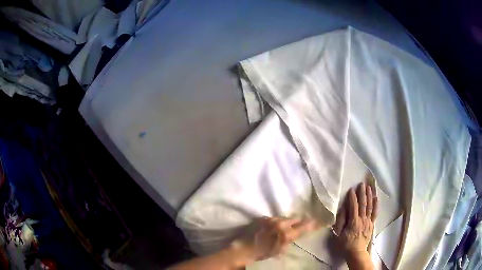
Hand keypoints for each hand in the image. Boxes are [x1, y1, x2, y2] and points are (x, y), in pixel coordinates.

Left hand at [230, 217, 316, 262]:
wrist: (244, 249)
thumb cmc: (263, 253)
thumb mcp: (280, 250)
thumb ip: (290, 240)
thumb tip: (294, 234)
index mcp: (286, 233)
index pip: (303, 227)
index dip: (312, 224)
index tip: (318, 221)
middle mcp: (280, 223)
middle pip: (295, 219)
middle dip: (299, 222)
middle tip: (302, 224)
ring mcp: (270, 219)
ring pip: (284, 218)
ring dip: (287, 222)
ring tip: (284, 227)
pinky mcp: (262, 218)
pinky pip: (274, 218)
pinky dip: (276, 222)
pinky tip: (273, 227)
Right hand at [333, 183, 377, 258]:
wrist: (356, 253)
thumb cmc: (345, 244)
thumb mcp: (339, 235)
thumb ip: (341, 222)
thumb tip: (343, 210)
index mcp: (353, 222)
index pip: (353, 206)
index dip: (352, 197)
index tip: (351, 189)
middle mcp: (362, 219)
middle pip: (363, 204)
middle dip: (362, 193)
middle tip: (362, 184)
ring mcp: (368, 221)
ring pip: (369, 206)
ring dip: (369, 196)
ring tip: (369, 187)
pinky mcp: (372, 224)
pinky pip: (374, 213)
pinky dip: (375, 205)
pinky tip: (376, 198)